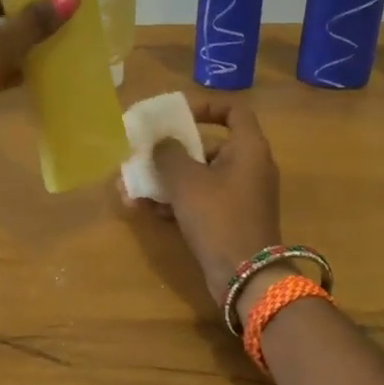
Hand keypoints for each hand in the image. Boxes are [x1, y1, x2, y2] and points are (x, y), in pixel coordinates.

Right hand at [128, 97, 282, 308]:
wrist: (245, 278)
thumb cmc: (218, 217)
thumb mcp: (186, 180)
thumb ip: (168, 154)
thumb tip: (161, 143)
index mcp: (248, 148)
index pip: (233, 111)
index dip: (205, 107)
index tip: (177, 115)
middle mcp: (249, 167)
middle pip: (209, 145)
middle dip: (172, 150)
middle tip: (145, 153)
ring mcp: (240, 196)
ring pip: (199, 176)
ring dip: (167, 178)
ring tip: (134, 185)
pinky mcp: (230, 220)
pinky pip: (200, 200)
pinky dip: (176, 201)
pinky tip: (144, 208)